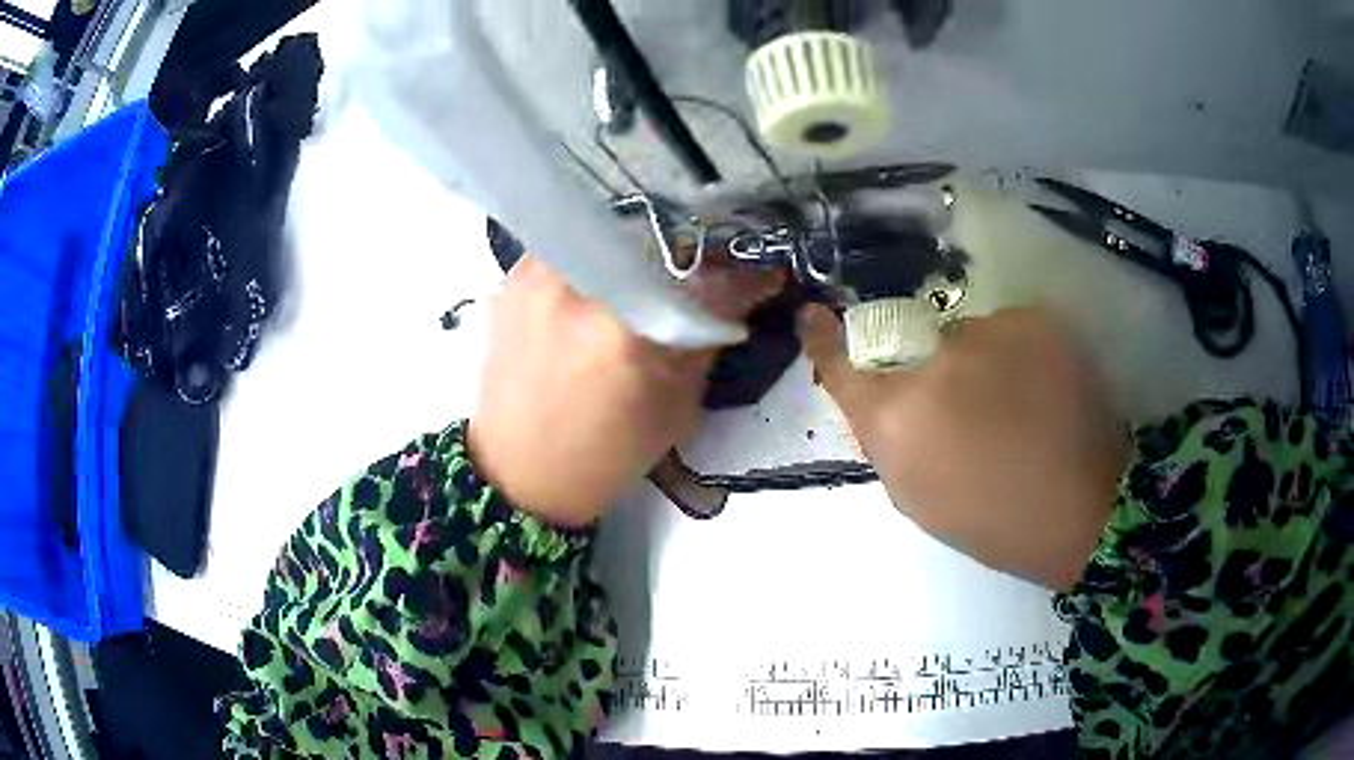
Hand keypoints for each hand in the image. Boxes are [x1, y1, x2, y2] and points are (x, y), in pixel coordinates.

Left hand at [469, 256, 778, 526]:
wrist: (519, 473)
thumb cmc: (604, 456)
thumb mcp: (675, 410)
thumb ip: (705, 344)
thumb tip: (734, 298)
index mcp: (620, 333)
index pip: (699, 280)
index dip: (742, 276)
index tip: (764, 273)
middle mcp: (573, 289)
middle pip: (652, 236)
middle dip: (687, 250)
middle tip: (704, 269)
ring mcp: (535, 278)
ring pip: (605, 231)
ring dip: (638, 247)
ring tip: (652, 272)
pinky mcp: (511, 281)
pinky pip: (570, 247)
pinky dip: (596, 258)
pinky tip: (605, 282)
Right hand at [799, 304, 1130, 589]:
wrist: (1083, 509)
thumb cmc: (992, 519)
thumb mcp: (916, 495)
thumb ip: (885, 436)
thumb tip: (875, 394)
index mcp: (898, 417)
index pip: (841, 362)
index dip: (825, 339)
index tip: (815, 317)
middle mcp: (935, 362)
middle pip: (913, 348)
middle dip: (929, 372)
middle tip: (968, 411)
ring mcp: (989, 332)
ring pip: (965, 337)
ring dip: (977, 362)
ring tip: (1017, 404)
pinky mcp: (1035, 319)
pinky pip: (1007, 330)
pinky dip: (1016, 354)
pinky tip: (1042, 389)